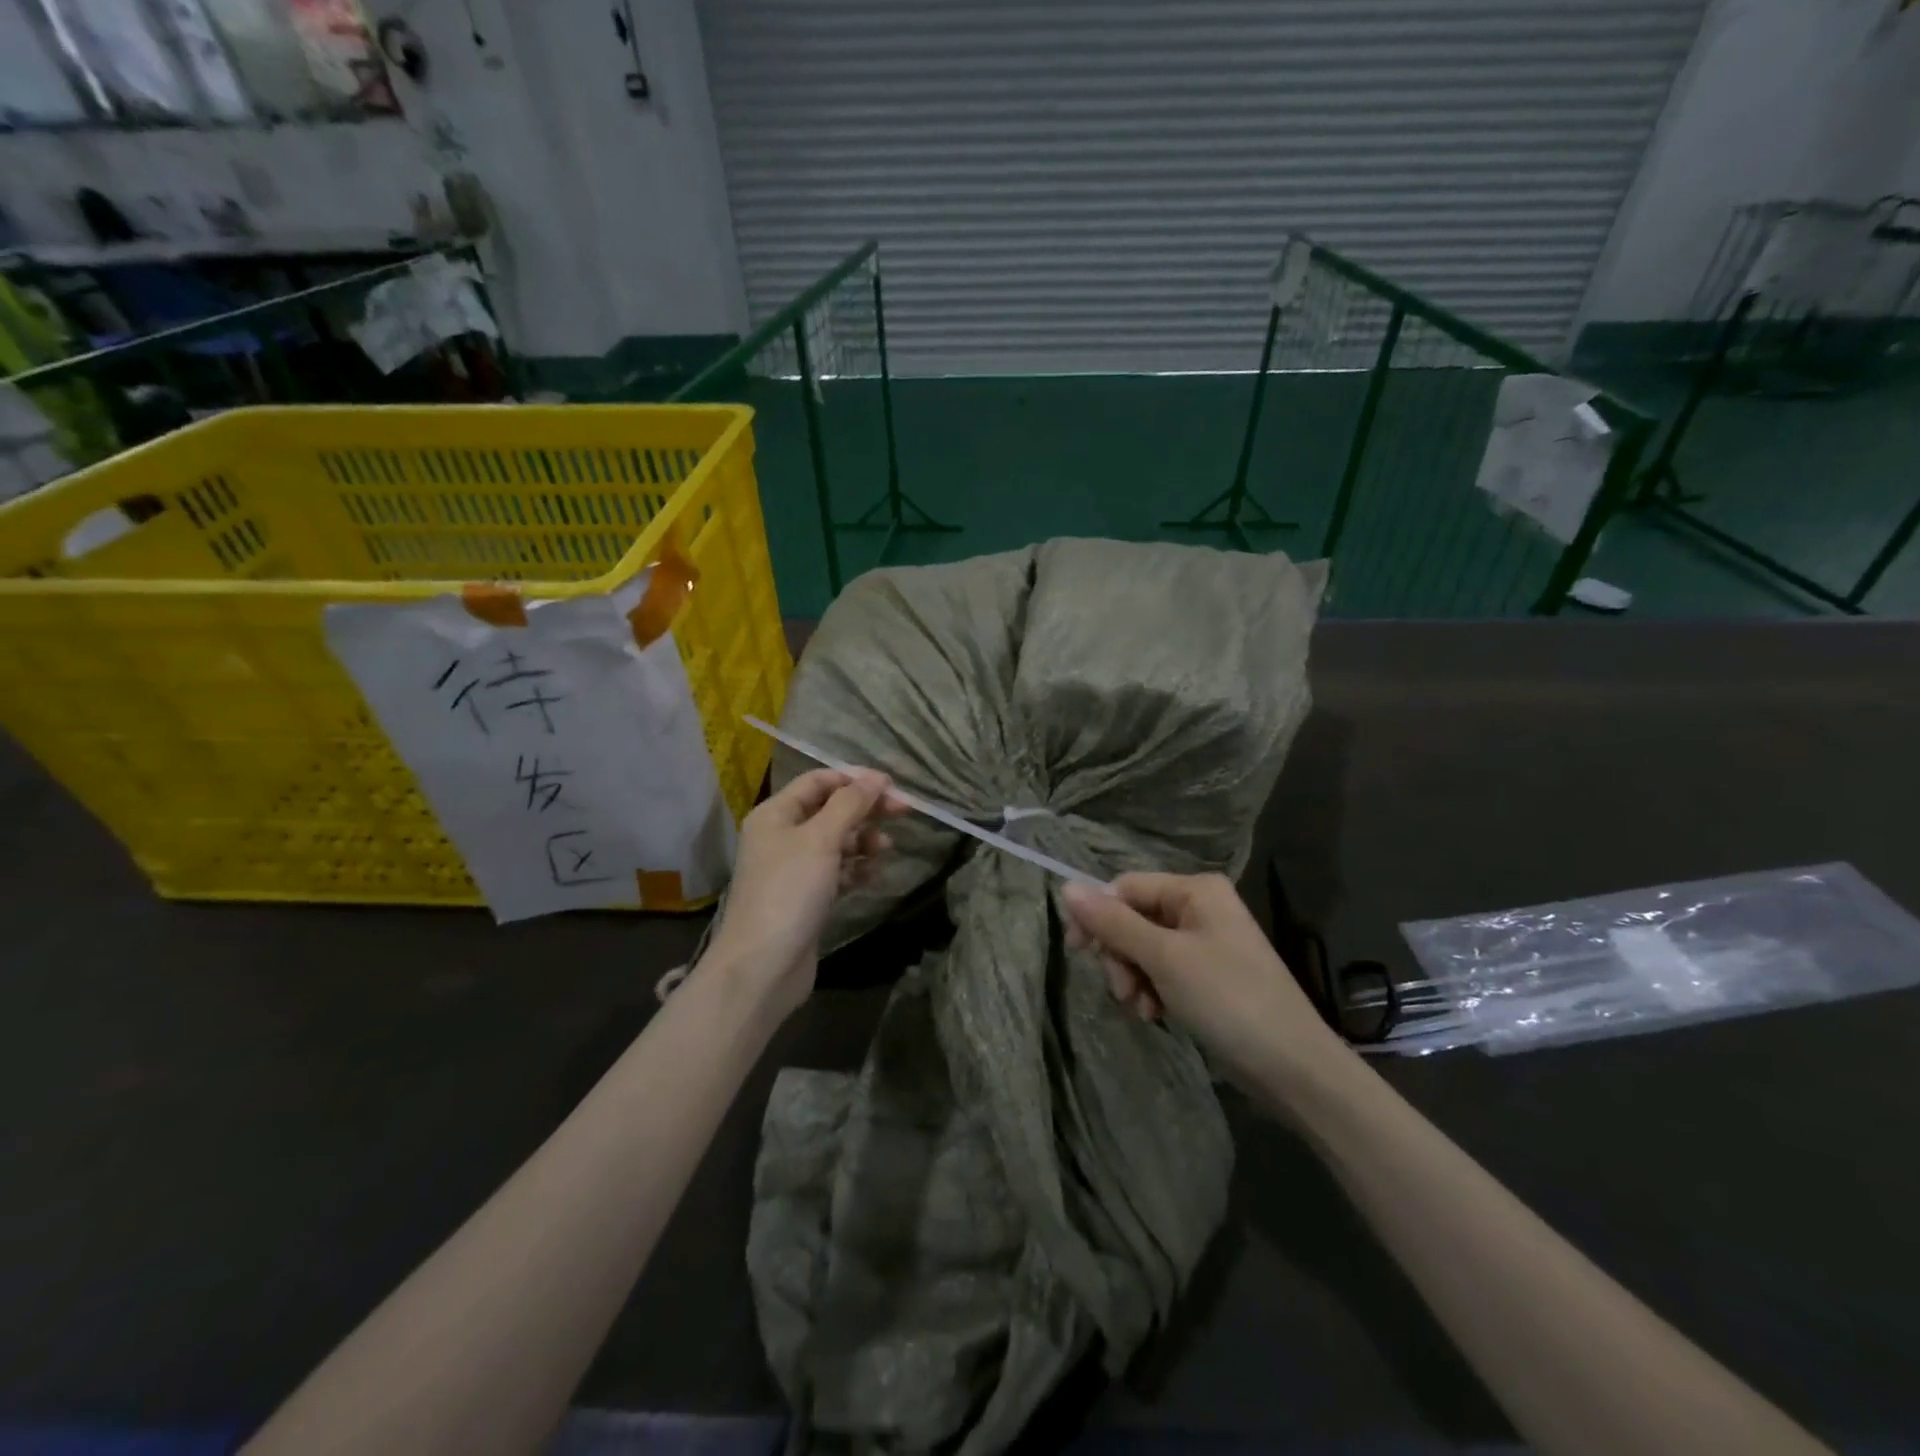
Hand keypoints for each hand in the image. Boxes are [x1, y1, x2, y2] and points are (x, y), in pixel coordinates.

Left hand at [706, 768, 905, 1018]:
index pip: (818, 782)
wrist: (763, 967)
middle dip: (865, 810)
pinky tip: (872, 875)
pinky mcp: (807, 898)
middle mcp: (782, 836)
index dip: (855, 780)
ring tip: (885, 851)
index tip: (892, 787)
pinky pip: (837, 872)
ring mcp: (794, 869)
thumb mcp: (821, 839)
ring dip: (863, 842)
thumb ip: (851, 804)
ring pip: (837, 843)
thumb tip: (877, 778)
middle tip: (903, 813)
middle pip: (830, 811)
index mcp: (776, 814)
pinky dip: (856, 869)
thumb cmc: (789, 892)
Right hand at [1061, 873, 1343, 1093]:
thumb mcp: (1164, 958)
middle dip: (1120, 955)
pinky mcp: (1208, 974)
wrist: (1293, 1067)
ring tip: (1142, 1008)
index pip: (1125, 887)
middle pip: (1133, 917)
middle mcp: (1200, 906)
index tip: (1078, 952)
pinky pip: (1163, 970)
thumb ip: (1114, 923)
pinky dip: (1152, 990)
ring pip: (1143, 947)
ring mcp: (1206, 941)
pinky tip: (1156, 1014)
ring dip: (1133, 977)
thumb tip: (1066, 887)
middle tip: (1122, 990)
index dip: (1098, 916)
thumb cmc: (1228, 1000)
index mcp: (1195, 889)